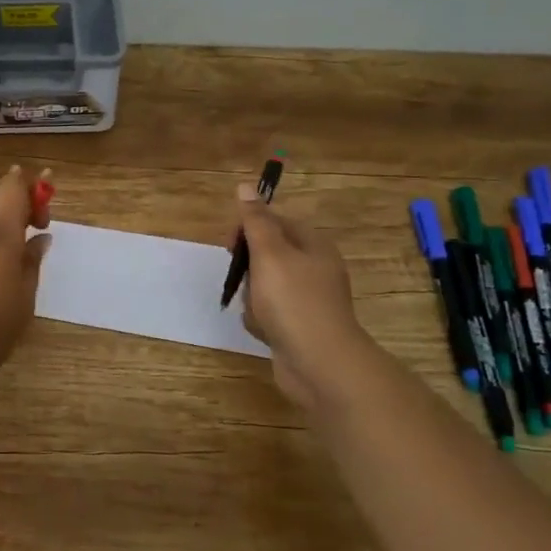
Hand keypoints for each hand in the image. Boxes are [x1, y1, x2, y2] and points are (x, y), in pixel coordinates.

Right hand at [233, 184, 365, 402]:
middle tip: (243, 280)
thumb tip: (246, 186)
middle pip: (269, 255)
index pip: (276, 222)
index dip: (250, 229)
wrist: (319, 364)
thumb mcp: (270, 254)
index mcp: (314, 246)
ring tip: (255, 309)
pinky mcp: (300, 326)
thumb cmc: (293, 301)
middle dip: (249, 268)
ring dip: (252, 296)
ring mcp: (308, 300)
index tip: (231, 245)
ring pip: (265, 286)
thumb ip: (255, 221)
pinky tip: (261, 328)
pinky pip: (270, 313)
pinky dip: (260, 319)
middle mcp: (315, 269)